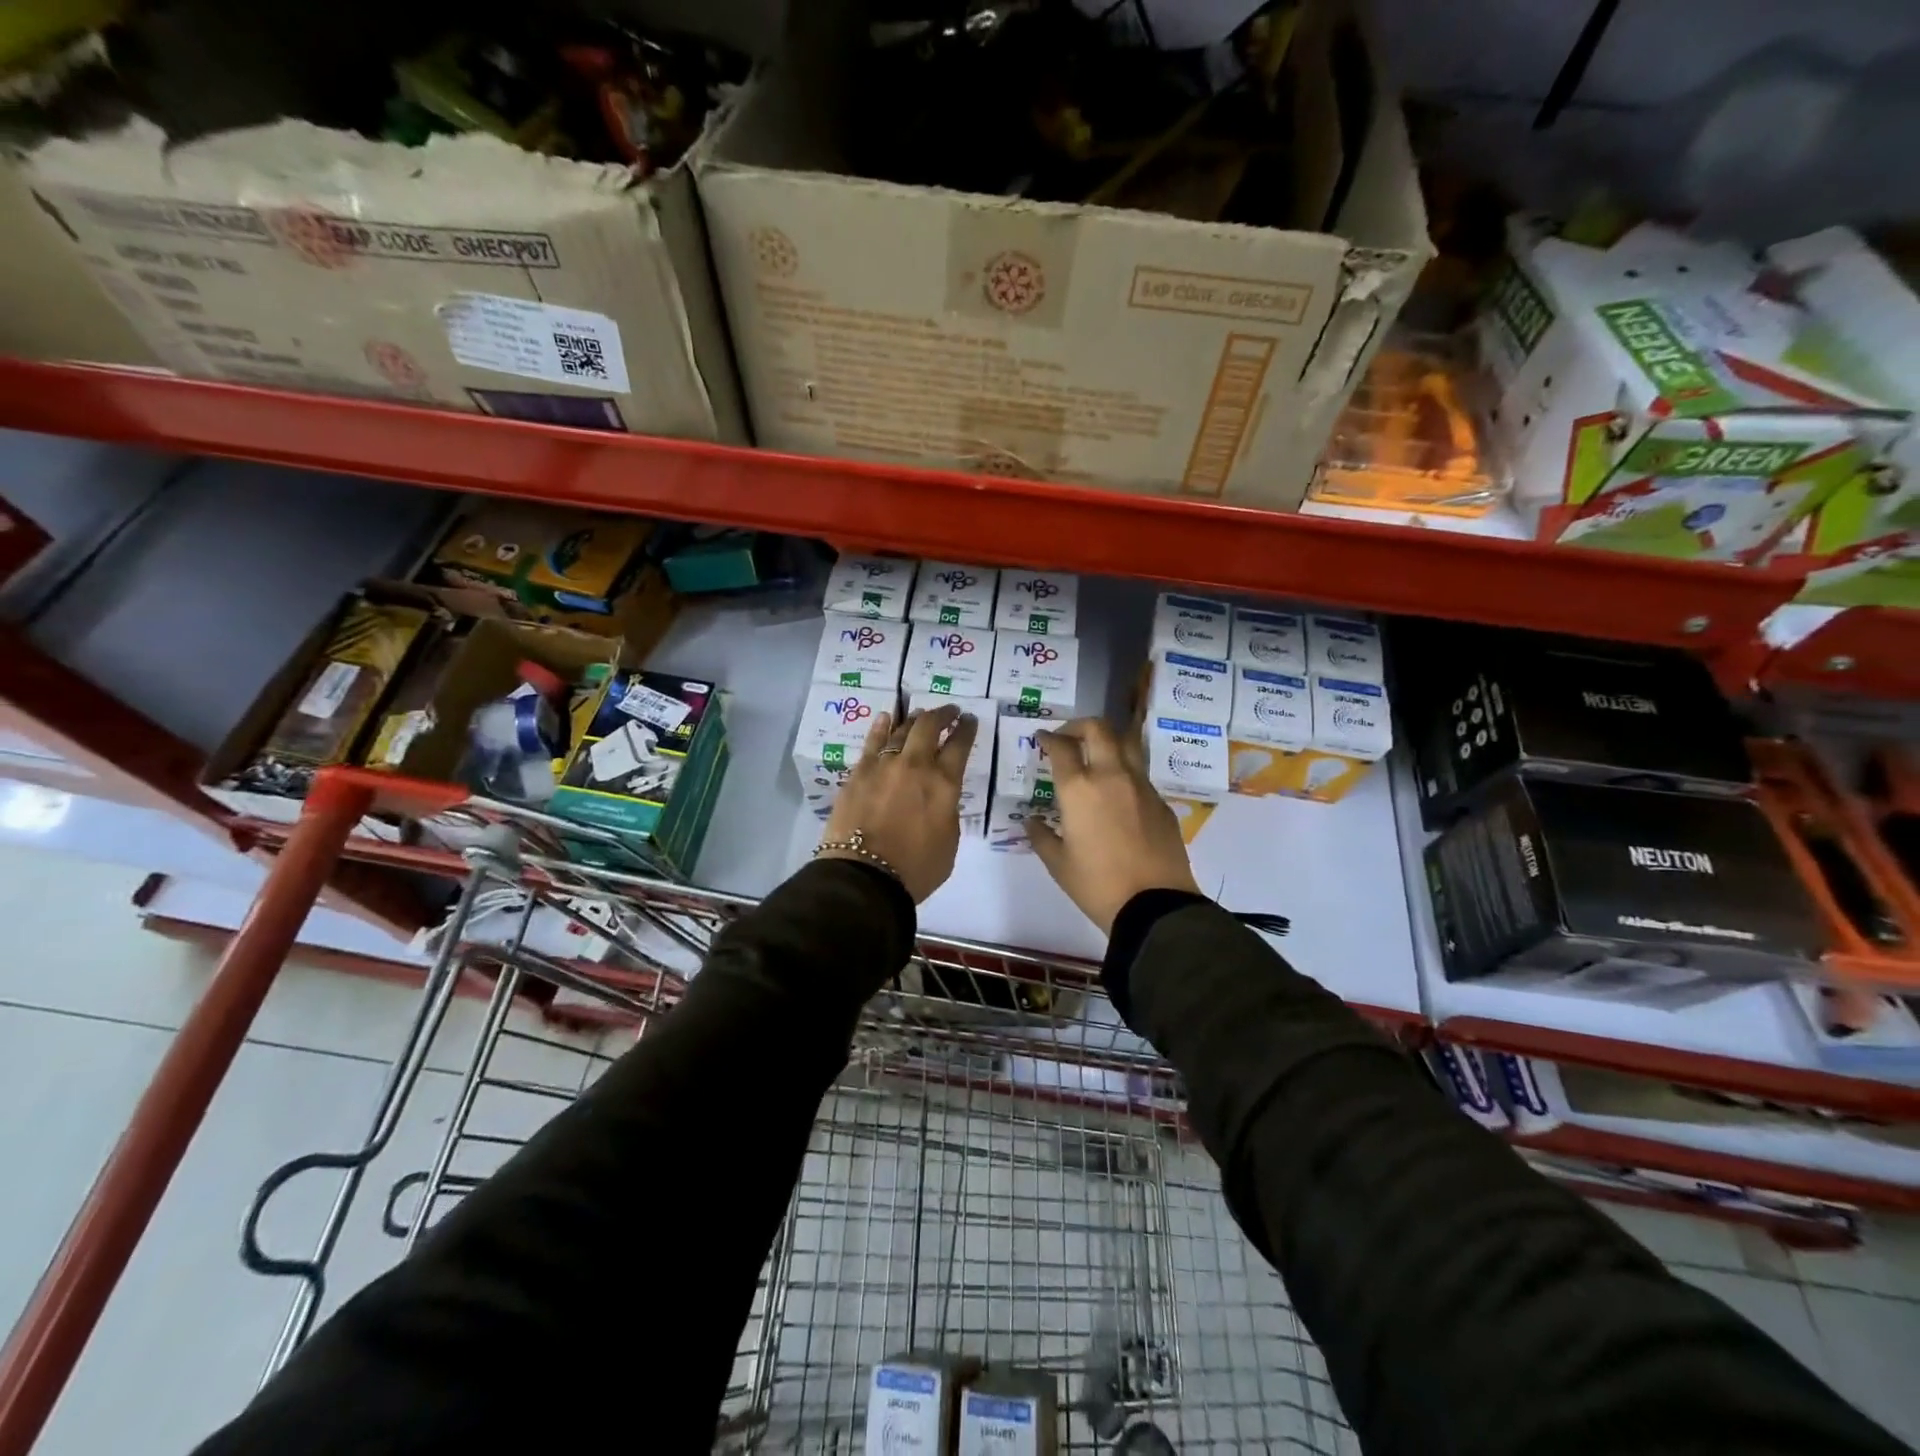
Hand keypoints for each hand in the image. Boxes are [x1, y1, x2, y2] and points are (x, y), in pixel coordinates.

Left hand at [820, 705, 977, 902]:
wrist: (865, 876)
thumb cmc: (915, 868)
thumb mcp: (949, 842)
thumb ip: (947, 812)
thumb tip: (939, 798)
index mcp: (944, 784)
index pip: (960, 745)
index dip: (967, 729)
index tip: (969, 720)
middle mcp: (916, 765)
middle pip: (929, 727)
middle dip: (943, 714)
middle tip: (949, 711)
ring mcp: (884, 765)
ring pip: (901, 730)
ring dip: (914, 719)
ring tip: (920, 714)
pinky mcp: (859, 773)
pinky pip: (872, 742)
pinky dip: (881, 727)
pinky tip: (885, 718)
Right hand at [1028, 718, 1201, 933]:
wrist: (1155, 905)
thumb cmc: (1097, 885)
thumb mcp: (1059, 864)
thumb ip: (1041, 836)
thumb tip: (1032, 822)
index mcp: (1079, 790)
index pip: (1062, 747)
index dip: (1049, 738)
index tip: (1042, 739)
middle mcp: (1111, 777)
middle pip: (1098, 729)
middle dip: (1079, 726)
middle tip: (1068, 737)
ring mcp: (1141, 786)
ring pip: (1126, 743)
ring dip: (1108, 740)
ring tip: (1096, 753)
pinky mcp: (1161, 802)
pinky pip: (1140, 773)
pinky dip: (1124, 770)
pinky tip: (1118, 792)